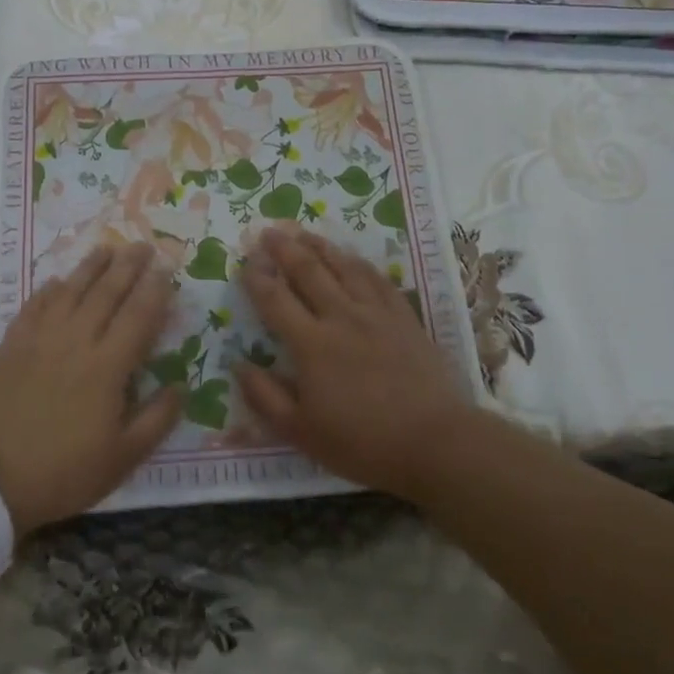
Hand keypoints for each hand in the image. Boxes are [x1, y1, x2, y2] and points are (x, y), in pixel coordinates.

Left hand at [0, 243, 180, 533]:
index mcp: (108, 366)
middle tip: (143, 245)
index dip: (155, 290)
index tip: (167, 270)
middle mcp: (77, 341)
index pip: (139, 316)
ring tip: (107, 249)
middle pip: (107, 292)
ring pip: (71, 290)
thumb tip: (181, 386)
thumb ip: (157, 419)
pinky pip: (34, 305)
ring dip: (91, 266)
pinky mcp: (13, 345)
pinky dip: (49, 289)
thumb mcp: (123, 458)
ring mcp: (41, 338)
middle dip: (128, 266)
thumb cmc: (64, 471)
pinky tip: (57, 281)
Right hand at [236, 226, 477, 502]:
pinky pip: (377, 279)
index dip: (257, 279)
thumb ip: (265, 398)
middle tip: (269, 231)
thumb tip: (239, 365)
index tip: (244, 261)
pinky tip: (352, 257)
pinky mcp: (404, 317)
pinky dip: (359, 263)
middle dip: (285, 249)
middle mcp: (340, 317)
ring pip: (343, 267)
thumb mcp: (301, 432)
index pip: (275, 300)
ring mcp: (376, 313)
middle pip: (308, 272)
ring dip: (320, 246)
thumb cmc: (363, 442)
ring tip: (303, 232)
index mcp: (311, 344)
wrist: (435, 441)